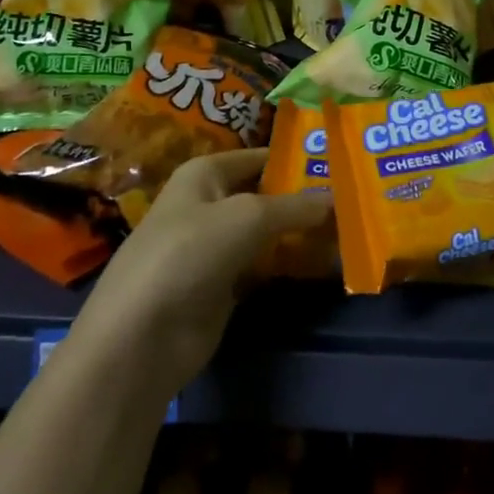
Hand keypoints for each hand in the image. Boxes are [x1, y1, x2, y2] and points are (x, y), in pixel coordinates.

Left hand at [69, 148, 329, 392]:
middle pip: (264, 194)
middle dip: (302, 197)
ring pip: (266, 232)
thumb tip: (335, 196)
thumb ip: (294, 206)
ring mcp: (214, 248)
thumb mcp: (248, 218)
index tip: (338, 163)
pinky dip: (287, 264)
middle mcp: (208, 204)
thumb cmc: (189, 253)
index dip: (294, 159)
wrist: (141, 337)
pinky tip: (322, 263)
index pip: (258, 156)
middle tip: (352, 198)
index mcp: (204, 174)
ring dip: (298, 233)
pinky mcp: (221, 286)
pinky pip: (262, 266)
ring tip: (347, 228)